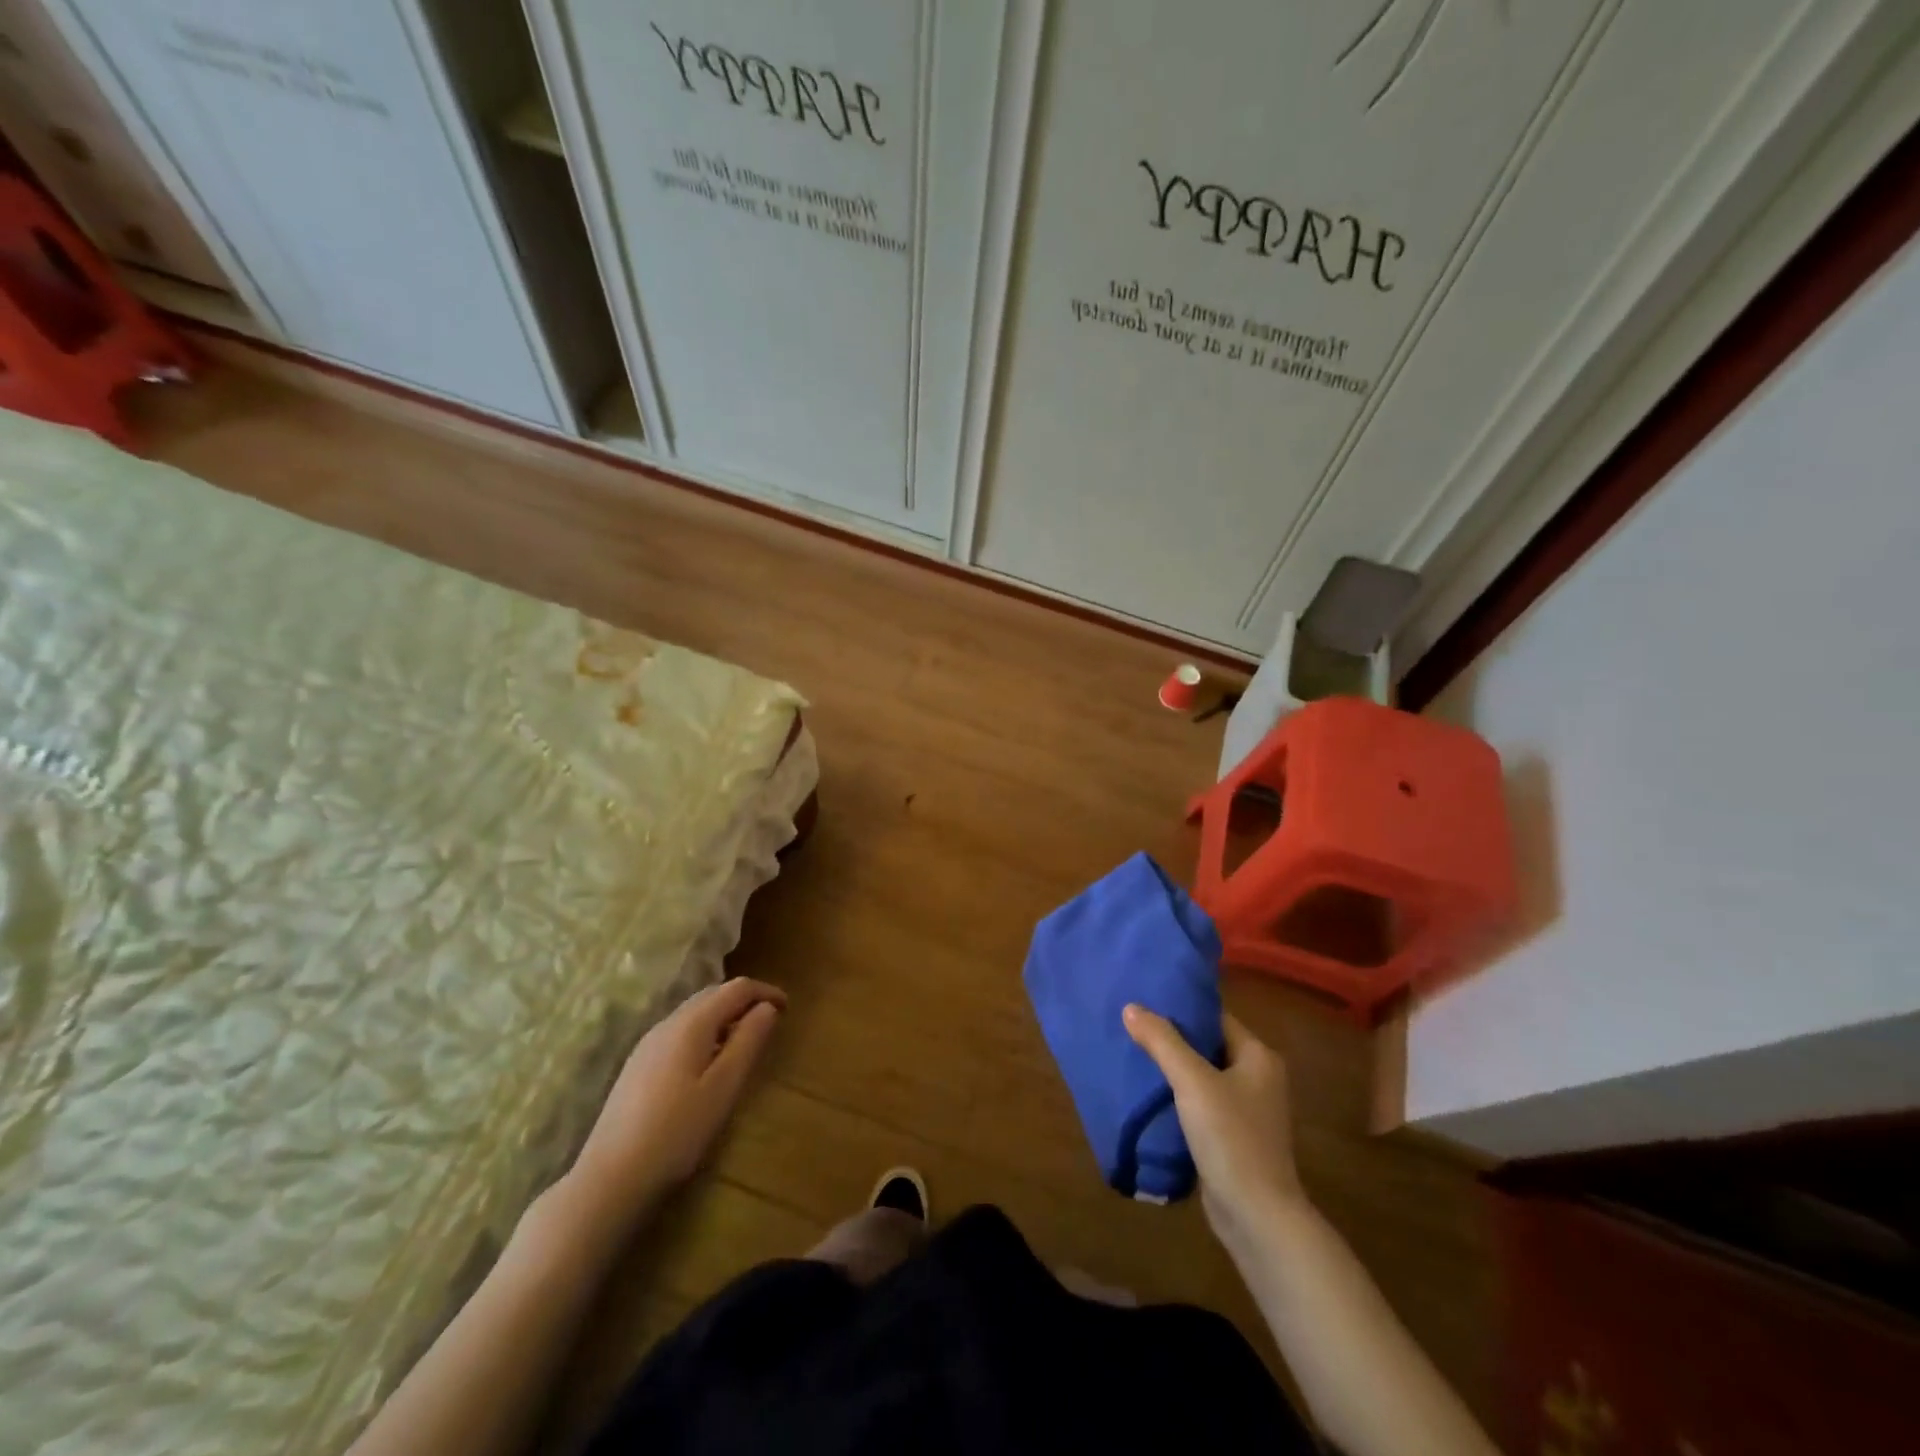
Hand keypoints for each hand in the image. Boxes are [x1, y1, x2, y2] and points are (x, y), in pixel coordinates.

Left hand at [565, 978, 785, 1235]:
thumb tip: (768, 1008)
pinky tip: (709, 1063)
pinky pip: (680, 1032)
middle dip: (744, 1001)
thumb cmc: (677, 1132)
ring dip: (724, 1016)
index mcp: (691, 1023)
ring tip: (744, 1042)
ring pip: (694, 1013)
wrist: (609, 1179)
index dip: (765, 992)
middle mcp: (668, 1023)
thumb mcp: (724, 1087)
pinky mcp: (637, 1066)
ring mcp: (648, 1044)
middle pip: (713, 994)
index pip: (736, 988)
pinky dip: (705, 1032)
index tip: (788, 1008)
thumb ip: (748, 1041)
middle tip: (770, 1022)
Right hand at [1123, 1005, 1304, 1247]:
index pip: (1215, 1018)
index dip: (1182, 1008)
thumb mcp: (1192, 1081)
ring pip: (1202, 1077)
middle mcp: (1258, 1079)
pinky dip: (1177, 1097)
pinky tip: (1148, 1094)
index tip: (1146, 1000)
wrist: (1256, 1217)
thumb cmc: (1230, 1137)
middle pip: (1208, 1046)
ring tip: (1133, 1054)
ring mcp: (1247, 1111)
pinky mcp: (1233, 1138)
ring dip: (1172, 1069)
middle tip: (1132, 1025)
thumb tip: (1131, 1007)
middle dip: (1172, 1039)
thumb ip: (1162, 1041)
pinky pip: (1200, 1104)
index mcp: (1259, 1057)